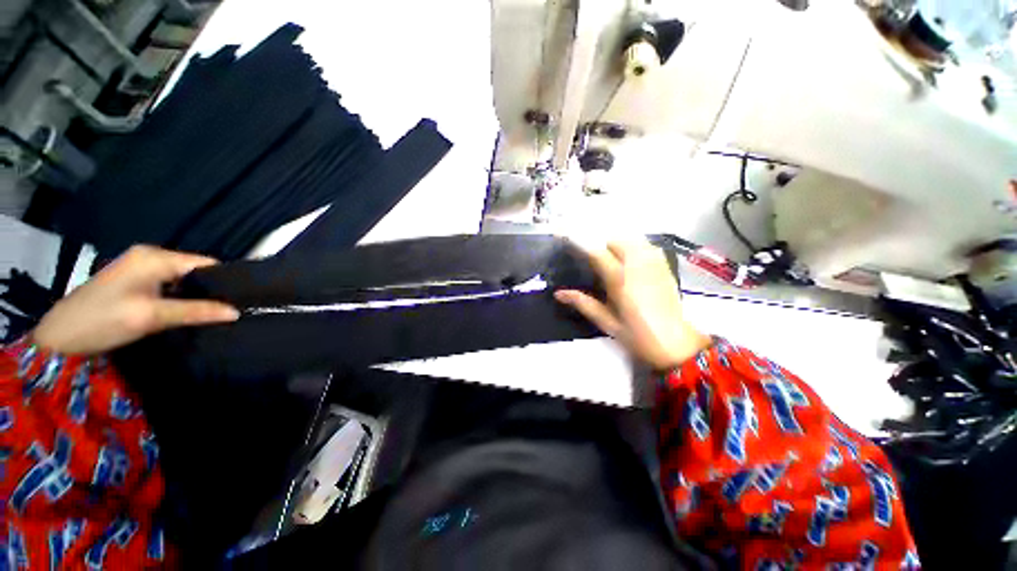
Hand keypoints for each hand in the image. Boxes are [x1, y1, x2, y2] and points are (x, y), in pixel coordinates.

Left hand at [32, 245, 239, 354]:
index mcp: (155, 257)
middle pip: (194, 269)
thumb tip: (236, 312)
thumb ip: (196, 311)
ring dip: (196, 294)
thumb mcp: (152, 317)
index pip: (205, 263)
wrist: (59, 338)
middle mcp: (150, 255)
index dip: (225, 280)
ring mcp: (140, 266)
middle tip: (229, 309)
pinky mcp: (134, 279)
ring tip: (212, 311)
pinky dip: (181, 296)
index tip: (242, 300)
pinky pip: (169, 283)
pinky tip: (187, 310)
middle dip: (211, 288)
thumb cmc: (103, 321)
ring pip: (183, 278)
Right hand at [554, 240, 710, 369]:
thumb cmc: (637, 335)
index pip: (596, 253)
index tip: (566, 235)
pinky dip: (635, 247)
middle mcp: (637, 266)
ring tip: (613, 261)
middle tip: (595, 263)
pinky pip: (647, 246)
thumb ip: (582, 303)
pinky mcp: (664, 267)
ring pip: (632, 240)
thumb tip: (558, 293)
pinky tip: (631, 261)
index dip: (580, 243)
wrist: (675, 343)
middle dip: (601, 246)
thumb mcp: (606, 321)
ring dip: (618, 245)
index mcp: (620, 280)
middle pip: (615, 241)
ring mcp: (654, 264)